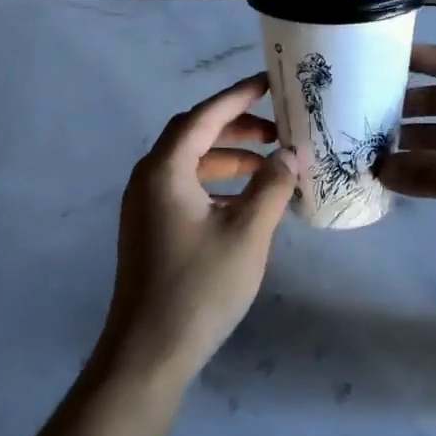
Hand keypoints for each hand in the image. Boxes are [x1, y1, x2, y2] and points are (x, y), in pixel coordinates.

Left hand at [100, 74, 299, 385]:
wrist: (148, 352)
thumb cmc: (200, 287)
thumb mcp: (248, 233)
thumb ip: (272, 186)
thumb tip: (291, 155)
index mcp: (165, 170)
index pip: (204, 116)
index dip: (238, 97)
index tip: (269, 83)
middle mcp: (148, 179)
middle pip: (194, 136)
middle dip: (237, 129)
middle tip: (278, 132)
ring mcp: (144, 206)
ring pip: (190, 165)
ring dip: (229, 160)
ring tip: (270, 170)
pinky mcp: (149, 229)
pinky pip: (185, 190)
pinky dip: (217, 186)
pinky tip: (246, 204)